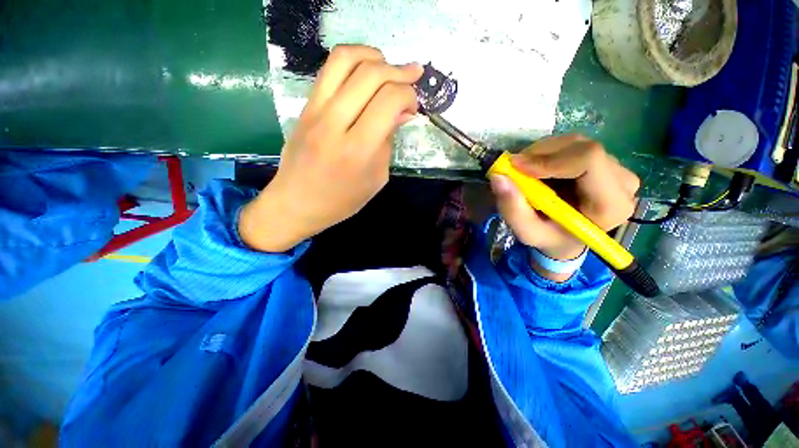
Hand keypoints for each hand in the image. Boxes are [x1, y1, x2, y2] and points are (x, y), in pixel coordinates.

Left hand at [239, 45, 422, 251]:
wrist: (297, 203)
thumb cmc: (342, 200)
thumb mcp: (376, 178)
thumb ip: (389, 142)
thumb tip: (402, 112)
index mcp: (359, 150)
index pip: (389, 101)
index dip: (408, 95)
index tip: (413, 107)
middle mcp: (336, 123)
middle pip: (371, 74)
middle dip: (399, 72)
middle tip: (412, 78)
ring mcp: (315, 111)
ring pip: (345, 59)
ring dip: (374, 55)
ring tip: (389, 66)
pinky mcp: (305, 106)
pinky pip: (328, 69)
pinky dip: (352, 60)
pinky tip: (366, 70)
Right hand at [490, 135, 639, 280]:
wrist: (566, 238)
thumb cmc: (549, 238)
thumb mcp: (527, 231)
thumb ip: (512, 208)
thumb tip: (498, 176)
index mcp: (610, 205)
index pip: (588, 160)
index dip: (549, 159)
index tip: (517, 167)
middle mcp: (623, 182)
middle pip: (581, 147)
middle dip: (540, 154)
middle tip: (514, 168)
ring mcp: (617, 168)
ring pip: (575, 142)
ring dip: (541, 152)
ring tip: (525, 172)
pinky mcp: (605, 161)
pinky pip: (573, 145)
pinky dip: (547, 152)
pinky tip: (537, 169)